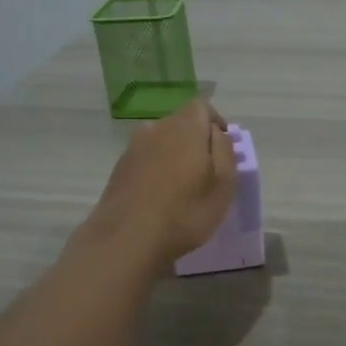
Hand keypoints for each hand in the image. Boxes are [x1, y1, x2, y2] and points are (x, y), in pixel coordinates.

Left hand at [81, 99, 237, 267]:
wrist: (126, 238)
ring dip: (176, 154)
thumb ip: (225, 150)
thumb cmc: (185, 211)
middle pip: (181, 122)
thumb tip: (218, 132)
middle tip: (208, 170)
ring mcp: (134, 147)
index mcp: (185, 127)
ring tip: (184, 184)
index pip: (203, 106)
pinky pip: (147, 158)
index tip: (224, 147)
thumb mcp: (223, 184)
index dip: (216, 122)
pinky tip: (162, 194)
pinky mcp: (120, 167)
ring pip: (162, 140)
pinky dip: (158, 168)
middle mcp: (156, 128)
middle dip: (197, 139)